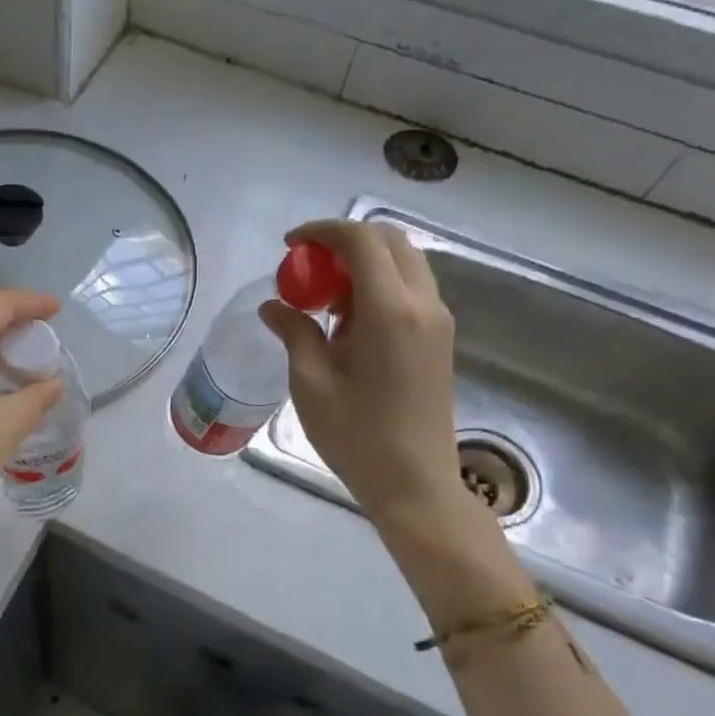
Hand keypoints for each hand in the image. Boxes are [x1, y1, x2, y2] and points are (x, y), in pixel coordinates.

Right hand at [260, 219, 463, 535]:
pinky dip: (379, 286)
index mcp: (390, 311)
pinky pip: (410, 290)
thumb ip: (294, 333)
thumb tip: (274, 305)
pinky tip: (348, 322)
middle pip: (390, 241)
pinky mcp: (440, 339)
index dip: (323, 231)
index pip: (362, 241)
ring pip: (404, 263)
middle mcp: (423, 304)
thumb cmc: (356, 437)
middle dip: (346, 242)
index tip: (290, 245)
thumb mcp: (311, 383)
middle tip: (307, 268)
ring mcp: (437, 321)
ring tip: (324, 299)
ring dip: (364, 264)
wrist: (415, 484)